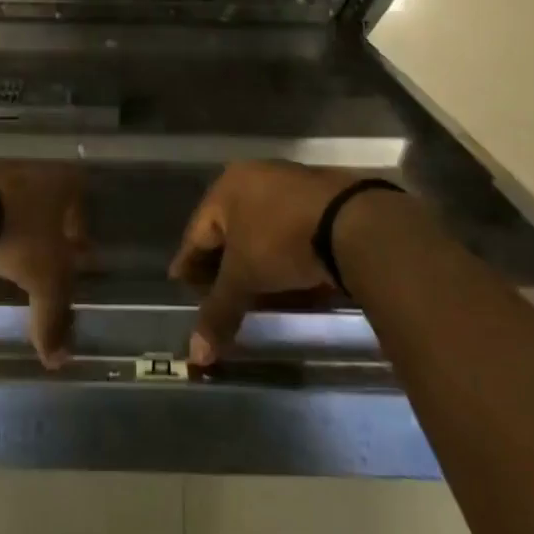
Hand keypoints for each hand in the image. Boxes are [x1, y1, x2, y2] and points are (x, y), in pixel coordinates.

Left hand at [0, 162, 88, 370]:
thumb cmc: (16, 236)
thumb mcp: (44, 280)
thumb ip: (53, 319)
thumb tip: (58, 361)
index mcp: (61, 183)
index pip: (79, 205)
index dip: (78, 233)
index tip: (74, 256)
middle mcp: (32, 169)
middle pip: (46, 200)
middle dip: (46, 228)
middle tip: (40, 257)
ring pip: (12, 199)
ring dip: (12, 222)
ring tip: (3, 252)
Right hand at [168, 161, 365, 365]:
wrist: (353, 223)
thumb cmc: (281, 241)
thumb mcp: (245, 278)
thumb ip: (218, 312)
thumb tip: (194, 356)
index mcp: (227, 186)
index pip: (197, 232)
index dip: (188, 263)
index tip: (181, 284)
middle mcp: (255, 177)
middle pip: (229, 230)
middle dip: (222, 265)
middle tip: (215, 295)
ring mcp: (290, 185)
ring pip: (261, 232)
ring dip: (254, 263)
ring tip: (252, 295)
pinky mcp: (321, 199)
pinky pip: (289, 233)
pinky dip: (282, 258)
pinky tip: (287, 282)